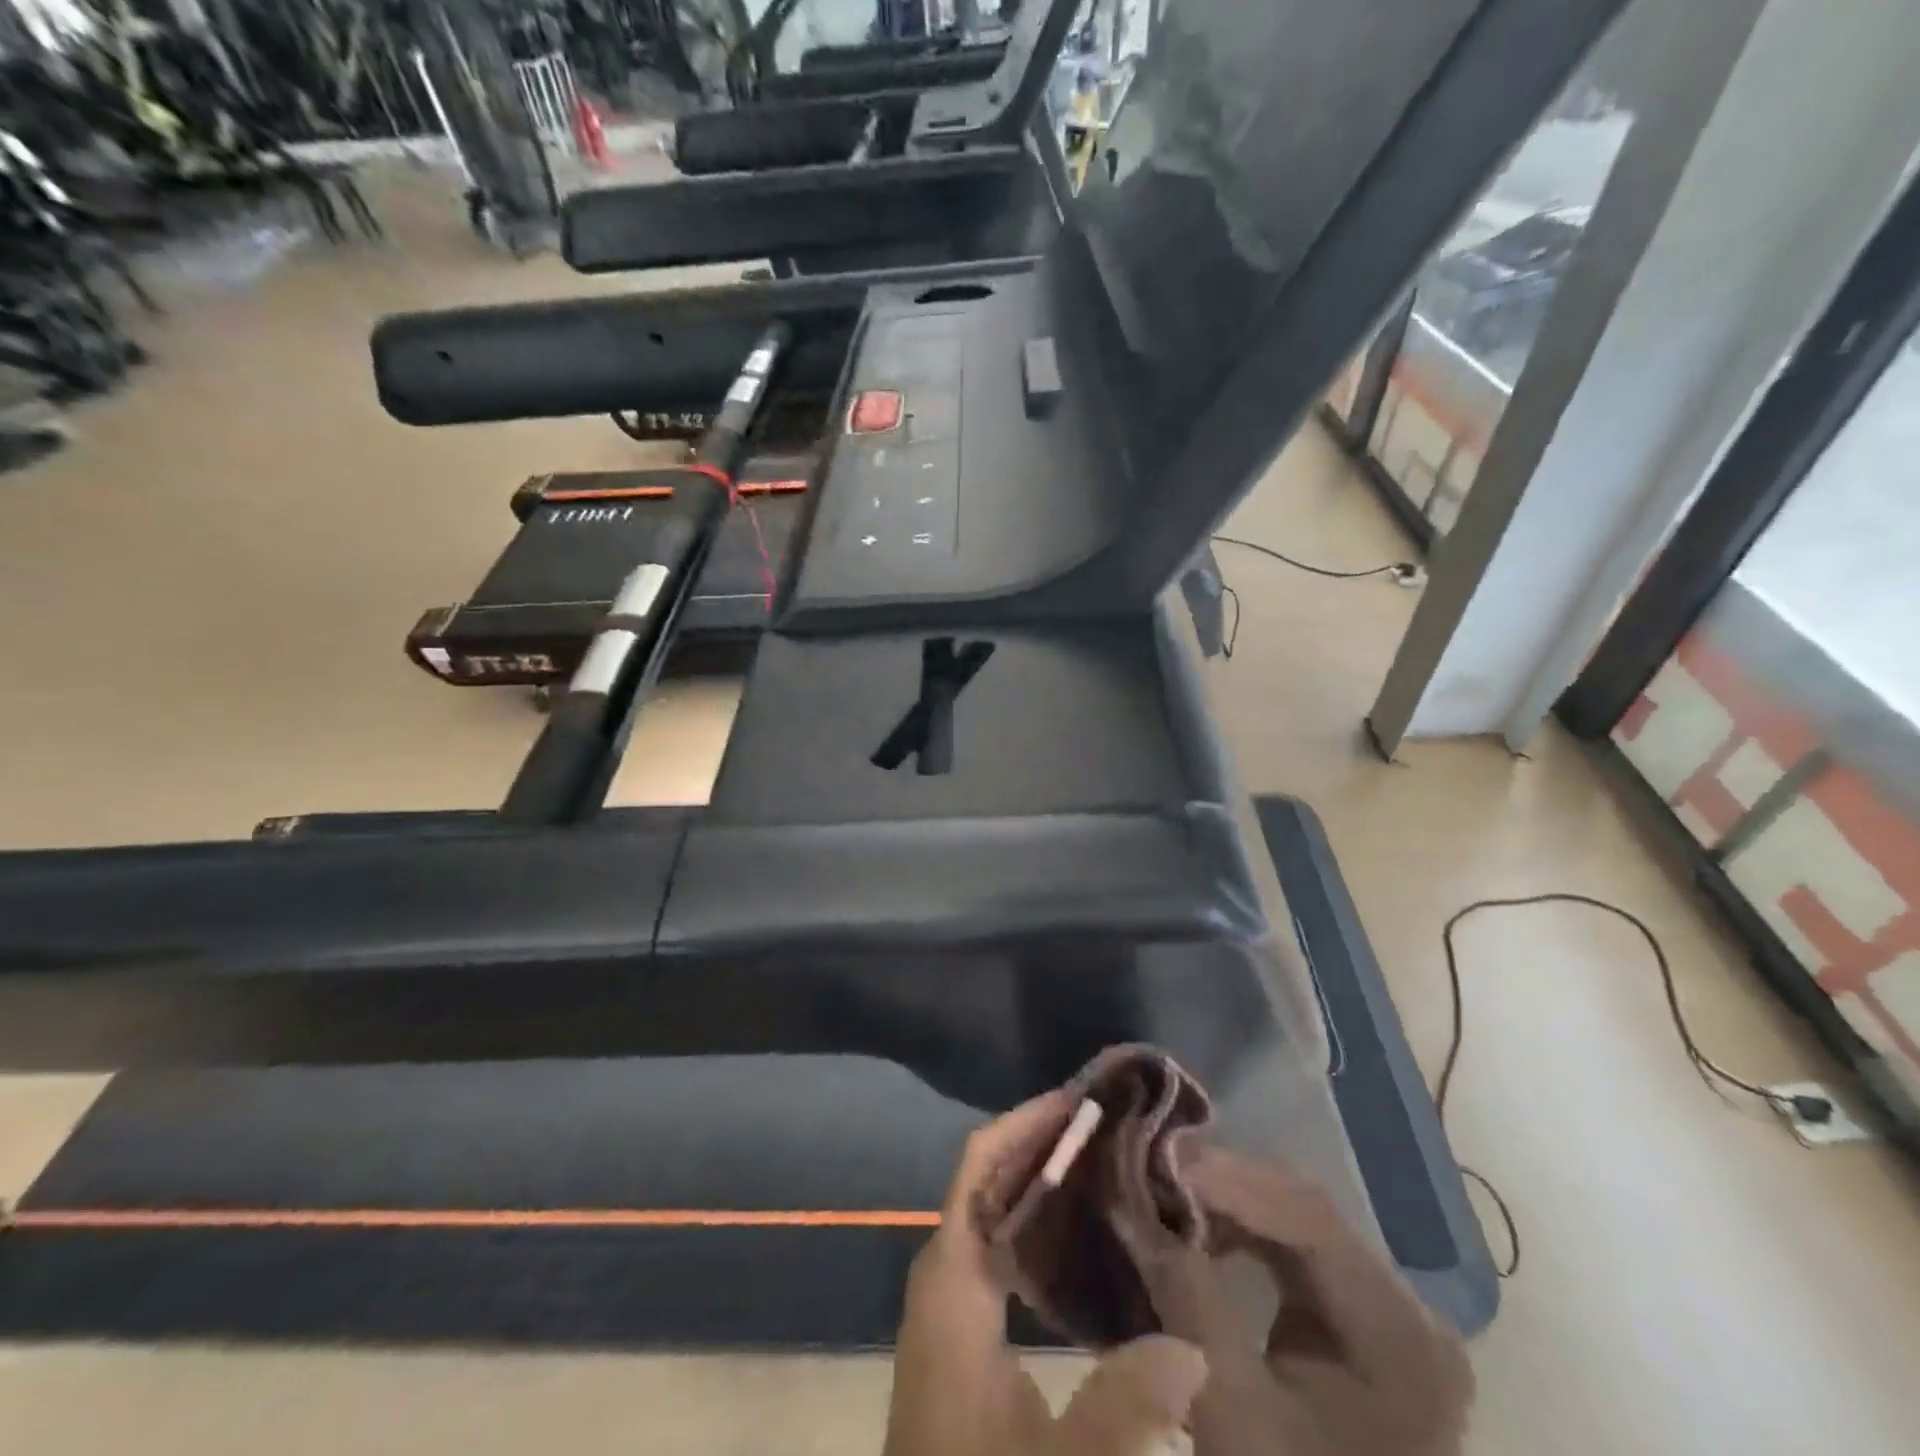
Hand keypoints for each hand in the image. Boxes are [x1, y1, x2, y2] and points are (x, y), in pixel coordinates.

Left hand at [885, 1090, 1210, 1455]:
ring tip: (1103, 1163)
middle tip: (1106, 1125)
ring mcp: (950, 1302)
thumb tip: (1194, 1350)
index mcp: (952, 1277)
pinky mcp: (962, 1332)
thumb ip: (1124, 1407)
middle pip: (987, 1177)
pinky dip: (1034, 1223)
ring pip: (992, 1211)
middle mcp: (944, 1272)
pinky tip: (1082, 1240)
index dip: (1026, 1123)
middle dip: (1040, 1143)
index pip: (980, 1165)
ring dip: (1039, 1179)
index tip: (1080, 1100)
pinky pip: (997, 1247)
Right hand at [1174, 1149, 1473, 1455]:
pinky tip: (1194, 1232)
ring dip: (1223, 1201)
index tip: (1153, 1158)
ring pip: (1292, 1220)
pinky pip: (1289, 1251)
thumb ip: (1188, 1298)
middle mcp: (1408, 1308)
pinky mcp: (1354, 1323)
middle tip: (1147, 1165)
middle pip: (1303, 1209)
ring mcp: (1385, 1313)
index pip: (1309, 1215)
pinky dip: (1236, 1232)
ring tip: (1161, 1193)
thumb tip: (1132, 1205)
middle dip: (1220, 1181)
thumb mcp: (1234, 1417)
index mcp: (1402, 1337)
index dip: (1227, 1176)